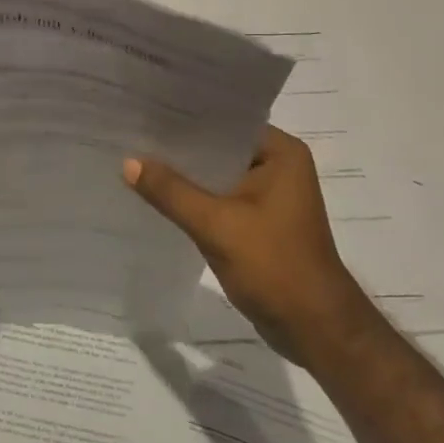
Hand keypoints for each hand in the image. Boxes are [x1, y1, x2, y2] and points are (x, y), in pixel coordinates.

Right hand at [124, 125, 366, 364]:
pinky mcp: (259, 220)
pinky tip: (157, 196)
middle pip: (217, 147)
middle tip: (131, 133)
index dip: (184, 118)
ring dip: (184, 175)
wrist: (316, 330)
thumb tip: (127, 162)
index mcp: (280, 152)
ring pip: (215, 174)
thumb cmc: (275, 267)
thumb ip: (171, 191)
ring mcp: (269, 194)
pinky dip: (193, 198)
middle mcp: (277, 165)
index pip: (224, 122)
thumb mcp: (217, 225)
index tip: (143, 111)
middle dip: (178, 147)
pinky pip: (218, 198)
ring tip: (136, 159)